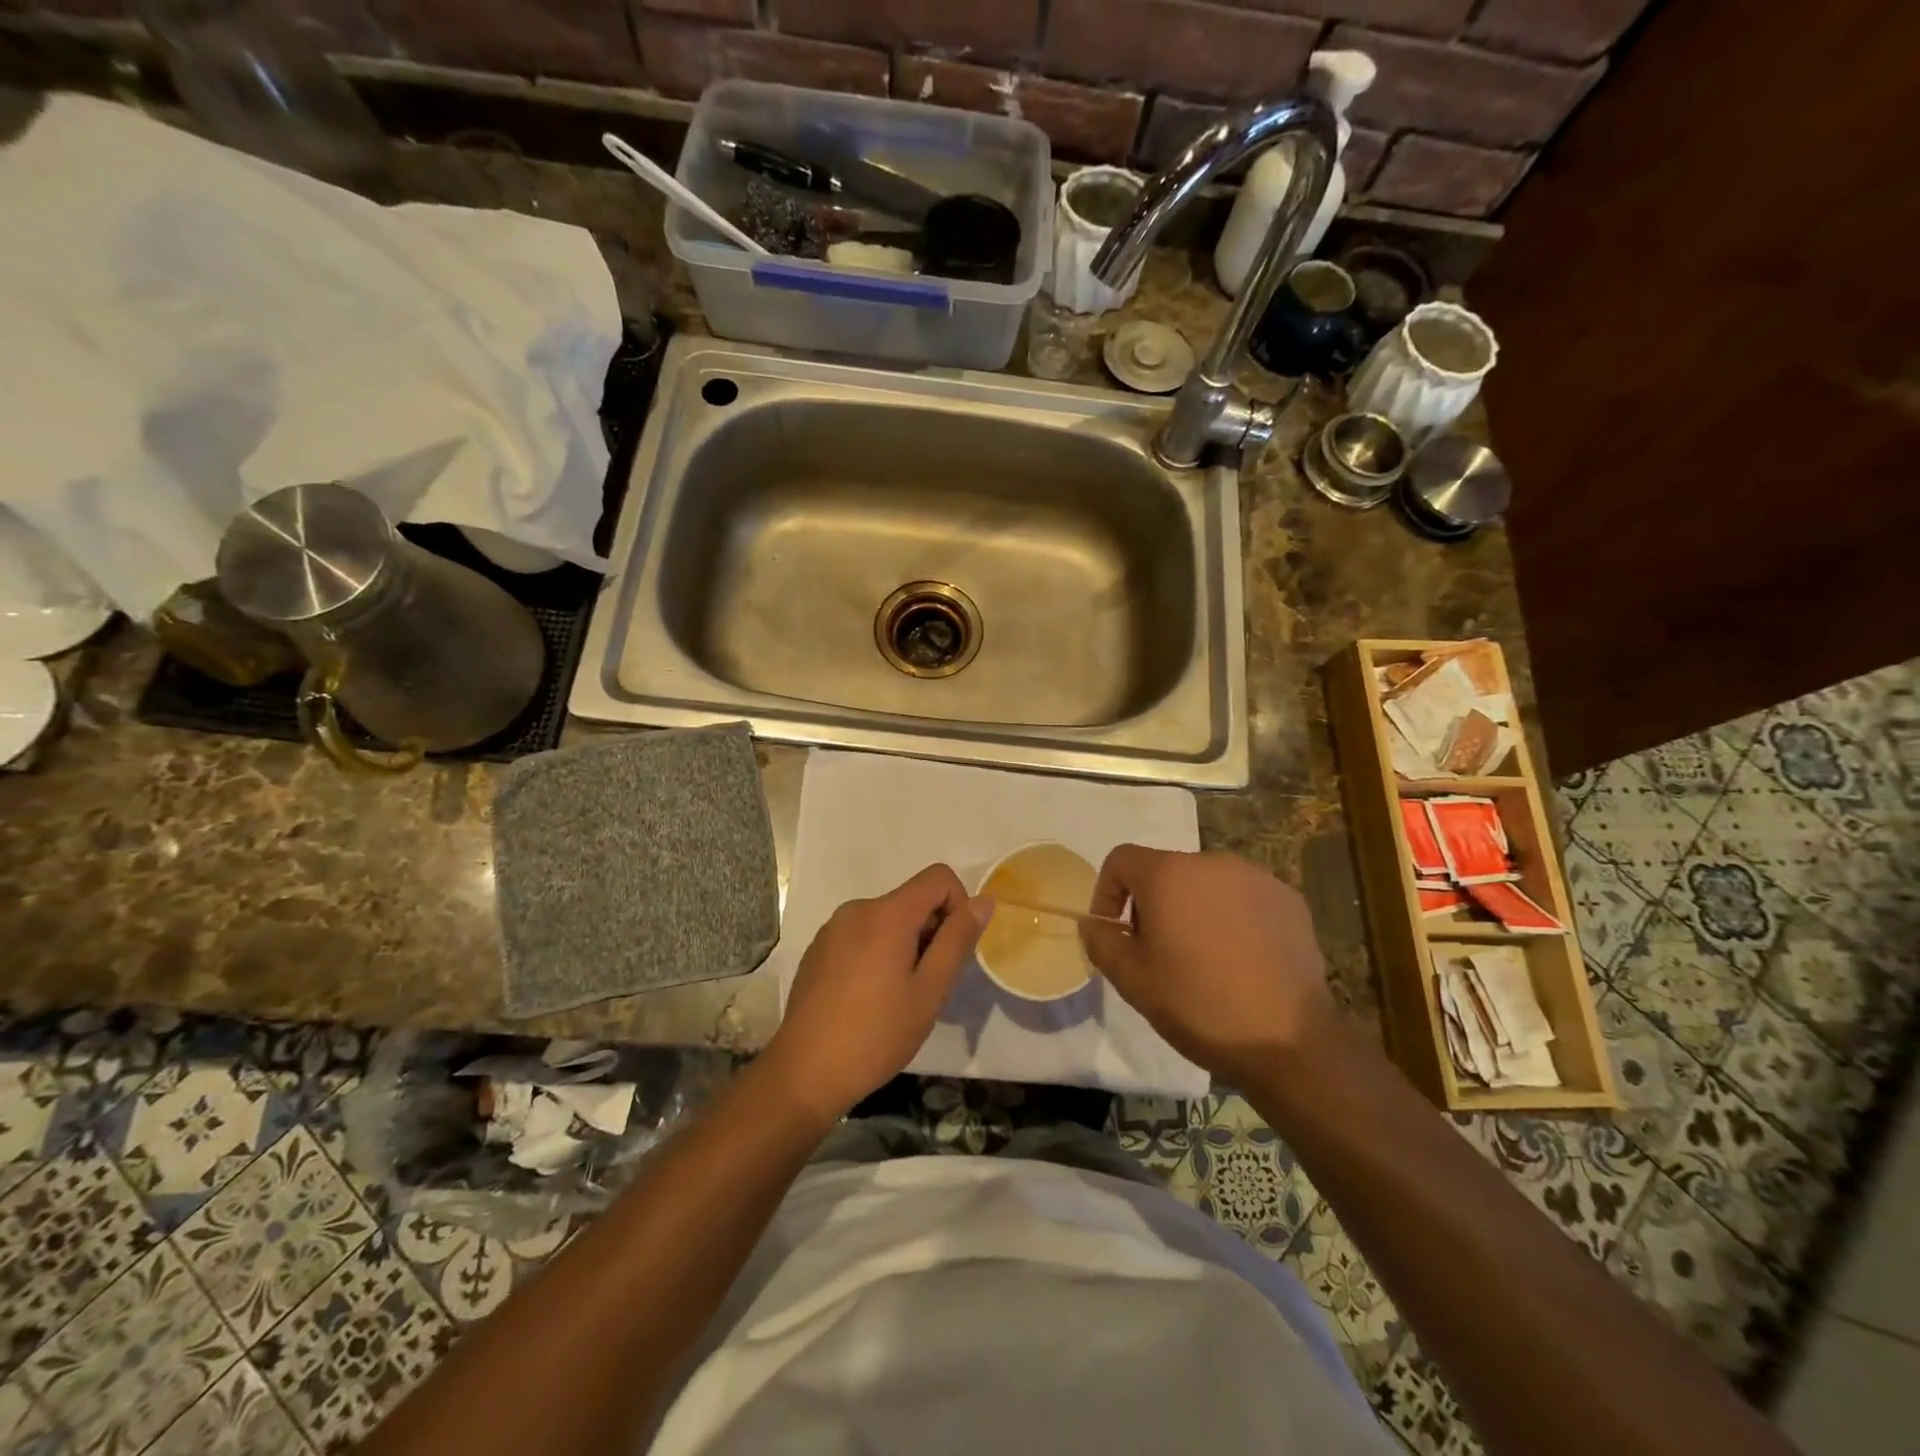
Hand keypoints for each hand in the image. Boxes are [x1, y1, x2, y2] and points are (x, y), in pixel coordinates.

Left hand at [764, 864, 989, 1127]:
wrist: (805, 1072)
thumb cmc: (876, 1034)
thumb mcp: (930, 990)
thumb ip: (957, 940)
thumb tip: (983, 901)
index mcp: (887, 913)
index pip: (939, 877)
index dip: (958, 905)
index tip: (951, 951)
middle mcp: (858, 908)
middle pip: (912, 899)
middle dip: (931, 932)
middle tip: (926, 986)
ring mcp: (833, 928)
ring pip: (888, 919)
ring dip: (905, 945)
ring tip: (896, 996)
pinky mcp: (819, 948)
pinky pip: (862, 934)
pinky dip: (877, 953)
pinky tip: (867, 998)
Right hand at [1079, 847, 1337, 1084]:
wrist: (1289, 1040)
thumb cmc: (1198, 1004)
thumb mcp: (1131, 980)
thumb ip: (1102, 942)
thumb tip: (1094, 923)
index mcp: (1168, 873)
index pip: (1121, 859)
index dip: (1107, 892)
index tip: (1114, 933)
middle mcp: (1212, 862)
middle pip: (1165, 871)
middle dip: (1152, 905)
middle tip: (1157, 953)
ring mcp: (1256, 878)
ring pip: (1206, 885)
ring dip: (1193, 910)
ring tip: (1202, 959)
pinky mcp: (1289, 900)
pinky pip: (1244, 899)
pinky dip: (1232, 918)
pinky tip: (1241, 961)